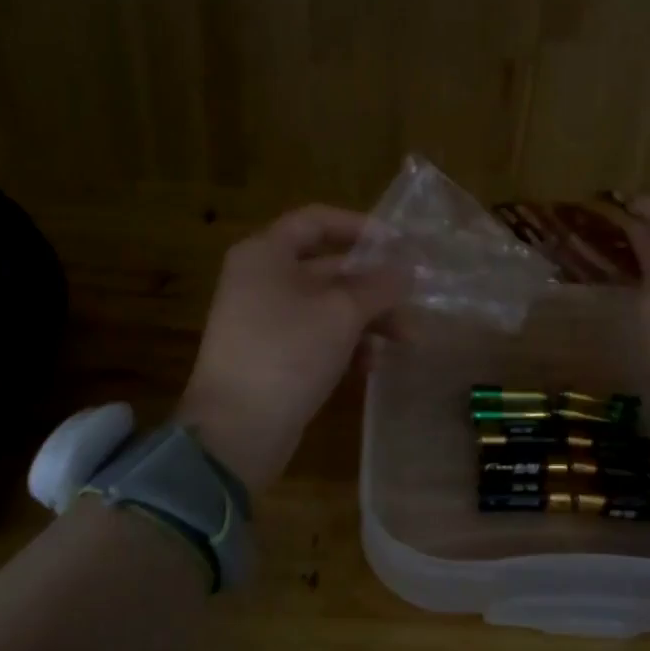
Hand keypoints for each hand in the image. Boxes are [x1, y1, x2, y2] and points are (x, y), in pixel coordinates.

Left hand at [177, 205, 404, 492]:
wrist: (236, 430)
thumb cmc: (288, 353)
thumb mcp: (342, 313)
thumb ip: (379, 285)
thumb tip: (406, 270)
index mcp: (266, 254)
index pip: (317, 220)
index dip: (361, 227)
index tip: (400, 245)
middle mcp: (261, 279)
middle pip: (327, 268)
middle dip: (374, 285)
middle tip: (413, 301)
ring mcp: (264, 320)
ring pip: (326, 306)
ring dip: (368, 319)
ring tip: (405, 340)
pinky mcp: (271, 355)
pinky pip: (316, 336)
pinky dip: (345, 344)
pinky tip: (371, 365)